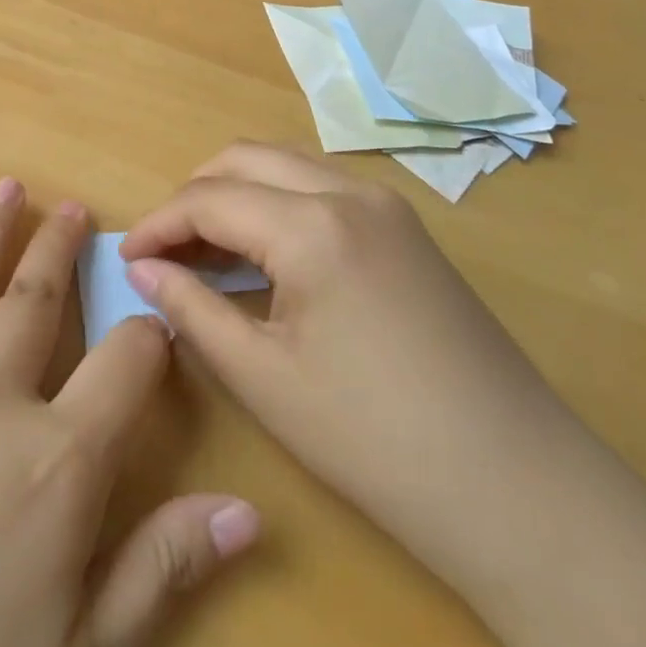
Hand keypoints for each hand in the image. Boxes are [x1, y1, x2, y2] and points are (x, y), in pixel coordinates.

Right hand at [125, 145, 645, 646]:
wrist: (519, 487)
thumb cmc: (376, 440)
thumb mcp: (264, 379)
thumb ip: (193, 310)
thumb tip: (143, 271)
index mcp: (312, 223)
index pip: (209, 199)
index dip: (158, 224)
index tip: (126, 258)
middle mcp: (349, 191)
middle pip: (245, 158)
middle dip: (193, 195)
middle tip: (164, 252)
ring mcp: (387, 204)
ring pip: (286, 165)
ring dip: (237, 193)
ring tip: (207, 252)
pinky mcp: (408, 228)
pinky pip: (322, 188)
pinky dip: (278, 204)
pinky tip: (267, 256)